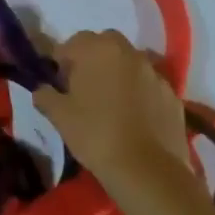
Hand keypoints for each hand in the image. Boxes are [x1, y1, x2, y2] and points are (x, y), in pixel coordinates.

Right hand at [34, 30, 192, 184]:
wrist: (147, 170)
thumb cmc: (95, 134)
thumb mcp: (59, 116)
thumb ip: (45, 95)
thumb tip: (43, 89)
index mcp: (96, 49)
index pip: (71, 44)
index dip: (61, 63)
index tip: (59, 85)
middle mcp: (127, 52)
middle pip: (104, 44)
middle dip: (92, 59)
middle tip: (85, 88)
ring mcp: (154, 73)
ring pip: (129, 63)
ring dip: (118, 74)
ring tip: (111, 104)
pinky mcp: (172, 95)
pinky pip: (149, 85)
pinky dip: (140, 93)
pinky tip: (134, 118)